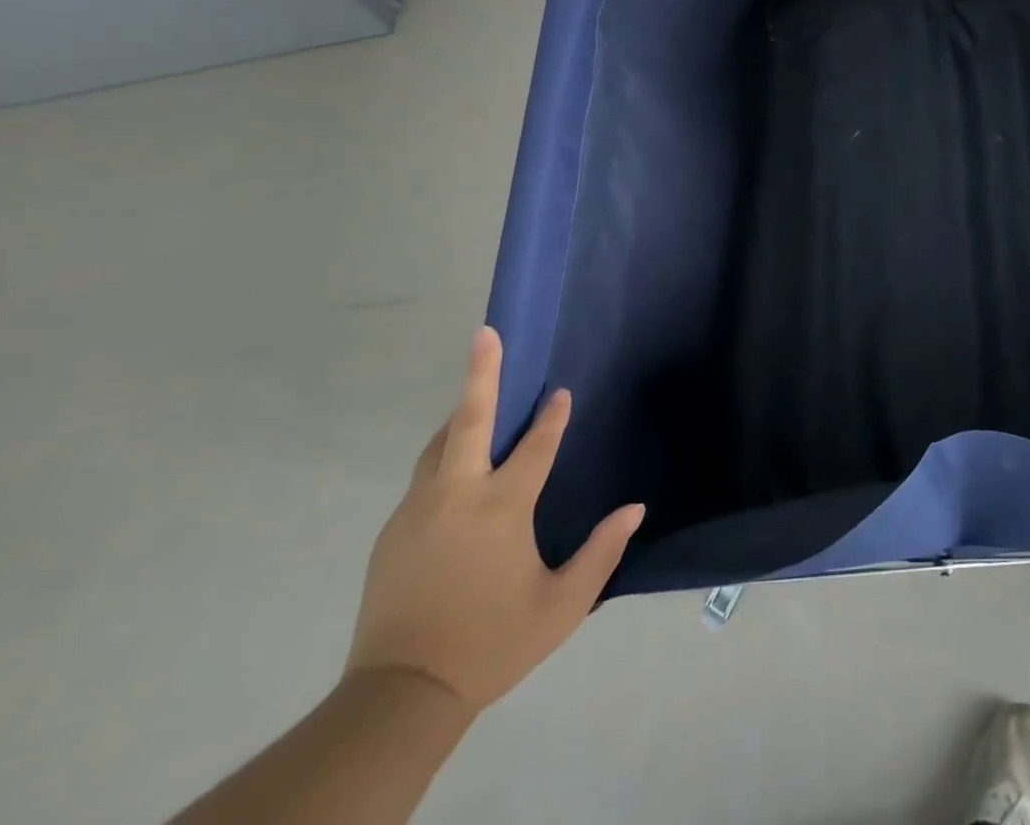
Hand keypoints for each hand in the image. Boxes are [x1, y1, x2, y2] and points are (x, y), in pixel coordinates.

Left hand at [345, 327, 644, 716]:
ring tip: (481, 393)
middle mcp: (456, 496)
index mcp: (500, 508)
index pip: (535, 446)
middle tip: (486, 332)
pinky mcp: (394, 531)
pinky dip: (447, 453)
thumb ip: (601, 552)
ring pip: (441, 445)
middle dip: (481, 372)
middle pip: (470, 420)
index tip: (562, 393)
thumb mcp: (562, 606)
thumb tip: (635, 508)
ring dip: (463, 414)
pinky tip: (459, 464)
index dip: (552, 417)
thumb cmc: (492, 643)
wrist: (398, 698)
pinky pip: (426, 475)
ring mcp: (418, 510)